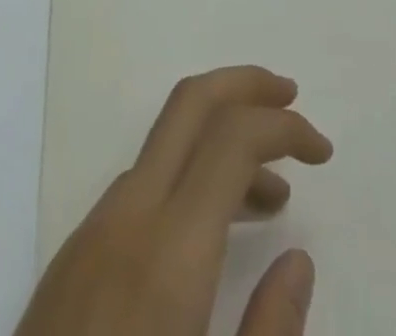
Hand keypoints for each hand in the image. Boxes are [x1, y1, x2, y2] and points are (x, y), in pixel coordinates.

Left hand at [16, 66, 332, 335]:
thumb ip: (268, 332)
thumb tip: (297, 261)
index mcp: (169, 250)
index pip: (233, 137)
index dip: (285, 127)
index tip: (322, 151)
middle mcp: (128, 215)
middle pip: (190, 103)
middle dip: (246, 85)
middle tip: (292, 98)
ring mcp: (93, 228)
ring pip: (165, 144)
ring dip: (220, 140)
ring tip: (272, 195)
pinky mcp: (73, 254)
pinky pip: (141, 185)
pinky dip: (186, 179)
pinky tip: (208, 234)